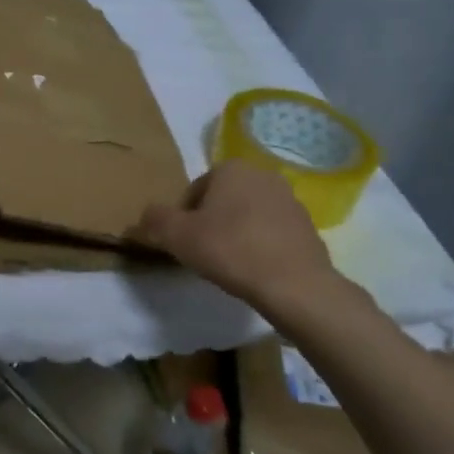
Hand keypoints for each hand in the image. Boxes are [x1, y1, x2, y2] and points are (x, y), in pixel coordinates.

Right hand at [128, 158, 362, 335]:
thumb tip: (146, 216)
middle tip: (203, 254)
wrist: (294, 285)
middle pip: (222, 201)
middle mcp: (263, 175)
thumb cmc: (230, 250)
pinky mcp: (308, 227)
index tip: (184, 243)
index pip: (195, 190)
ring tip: (230, 265)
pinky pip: (271, 233)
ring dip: (236, 234)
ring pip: (248, 216)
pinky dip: (260, 246)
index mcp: (232, 168)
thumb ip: (155, 220)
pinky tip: (255, 270)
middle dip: (211, 223)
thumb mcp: (177, 236)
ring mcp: (290, 201)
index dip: (183, 218)